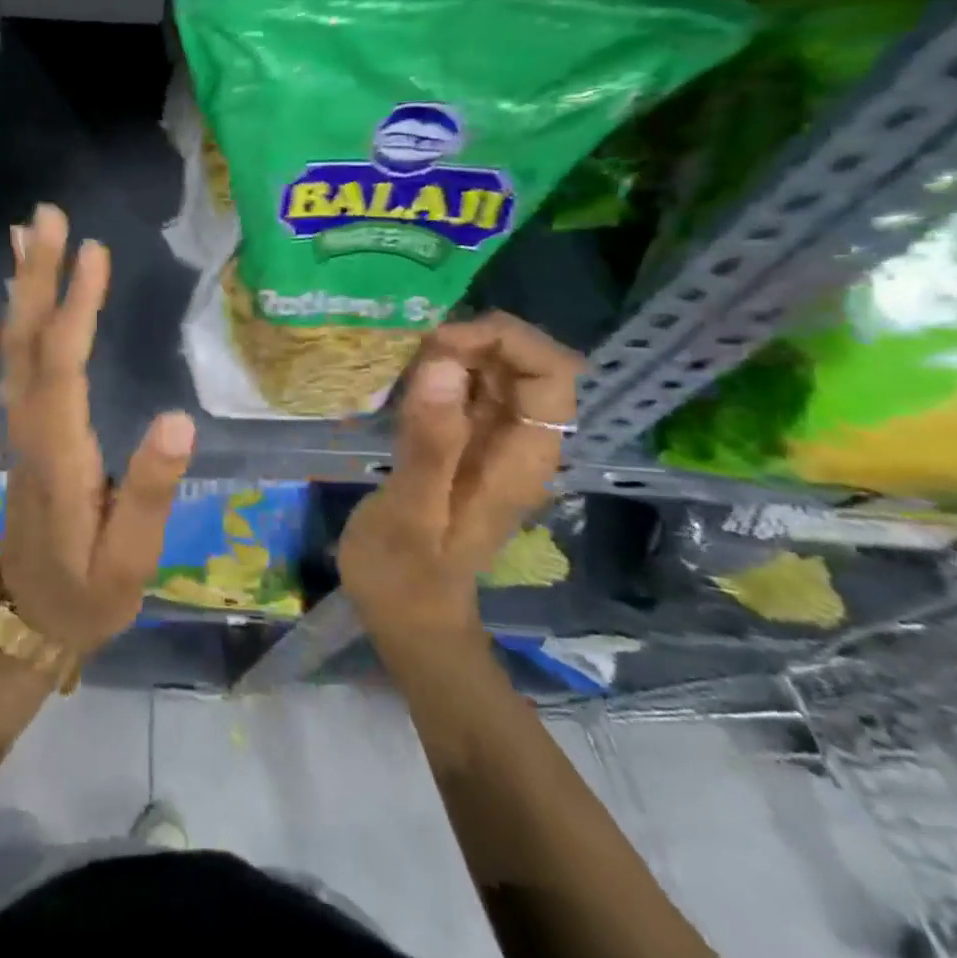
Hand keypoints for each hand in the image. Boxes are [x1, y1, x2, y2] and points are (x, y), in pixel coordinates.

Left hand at [0, 204, 197, 657]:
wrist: (28, 621)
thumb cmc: (87, 593)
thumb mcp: (130, 557)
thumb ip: (152, 488)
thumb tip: (179, 416)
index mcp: (59, 452)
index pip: (64, 366)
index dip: (76, 307)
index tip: (94, 252)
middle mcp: (30, 428)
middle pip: (27, 341)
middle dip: (37, 275)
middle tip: (46, 214)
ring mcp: (20, 427)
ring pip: (14, 346)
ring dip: (23, 288)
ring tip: (27, 234)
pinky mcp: (23, 430)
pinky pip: (16, 360)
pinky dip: (20, 317)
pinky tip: (26, 295)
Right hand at [338, 312, 582, 641]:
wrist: (408, 616)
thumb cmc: (406, 574)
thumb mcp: (411, 512)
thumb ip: (429, 442)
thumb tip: (441, 364)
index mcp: (522, 458)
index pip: (553, 373)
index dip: (507, 341)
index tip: (441, 343)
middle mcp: (518, 442)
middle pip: (526, 364)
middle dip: (476, 341)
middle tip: (414, 352)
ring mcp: (492, 443)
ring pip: (496, 372)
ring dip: (456, 353)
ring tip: (403, 364)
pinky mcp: (465, 444)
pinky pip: (465, 390)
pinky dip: (440, 372)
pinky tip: (404, 381)